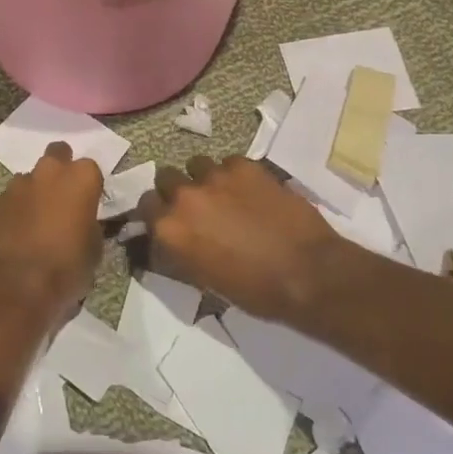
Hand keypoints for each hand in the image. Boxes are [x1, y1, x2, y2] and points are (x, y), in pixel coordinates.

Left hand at [0, 142, 104, 324]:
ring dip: (35, 193)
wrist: (14, 289)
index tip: (89, 205)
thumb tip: (84, 223)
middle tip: (63, 200)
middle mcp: (49, 172)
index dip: (90, 187)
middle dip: (60, 170)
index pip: (91, 169)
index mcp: (80, 178)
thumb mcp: (94, 250)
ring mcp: (17, 185)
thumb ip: (90, 225)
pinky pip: (10, 199)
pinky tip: (17, 235)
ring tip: (37, 223)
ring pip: (31, 178)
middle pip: (58, 155)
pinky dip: (15, 211)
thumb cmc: (65, 269)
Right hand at [139, 156, 344, 320]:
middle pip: (166, 177)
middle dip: (177, 190)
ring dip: (206, 179)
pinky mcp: (245, 165)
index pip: (145, 205)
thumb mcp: (204, 280)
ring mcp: (216, 176)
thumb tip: (169, 243)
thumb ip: (179, 253)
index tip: (169, 219)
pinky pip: (229, 163)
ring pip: (198, 165)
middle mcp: (185, 196)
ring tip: (227, 196)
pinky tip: (253, 193)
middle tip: (198, 207)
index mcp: (169, 228)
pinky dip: (235, 176)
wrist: (307, 272)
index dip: (157, 211)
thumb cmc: (254, 290)